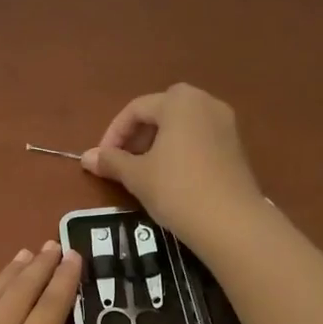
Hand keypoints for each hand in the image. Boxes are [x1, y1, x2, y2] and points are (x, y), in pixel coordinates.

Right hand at [81, 83, 264, 247]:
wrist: (231, 222)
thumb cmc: (177, 189)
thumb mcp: (137, 176)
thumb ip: (111, 161)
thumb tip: (86, 157)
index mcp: (179, 101)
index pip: (136, 109)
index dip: (113, 134)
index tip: (102, 160)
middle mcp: (205, 102)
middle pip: (161, 112)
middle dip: (137, 136)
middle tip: (123, 162)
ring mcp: (225, 123)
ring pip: (182, 126)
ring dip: (158, 143)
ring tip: (144, 172)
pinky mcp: (236, 146)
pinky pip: (199, 139)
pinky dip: (180, 151)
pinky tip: (171, 178)